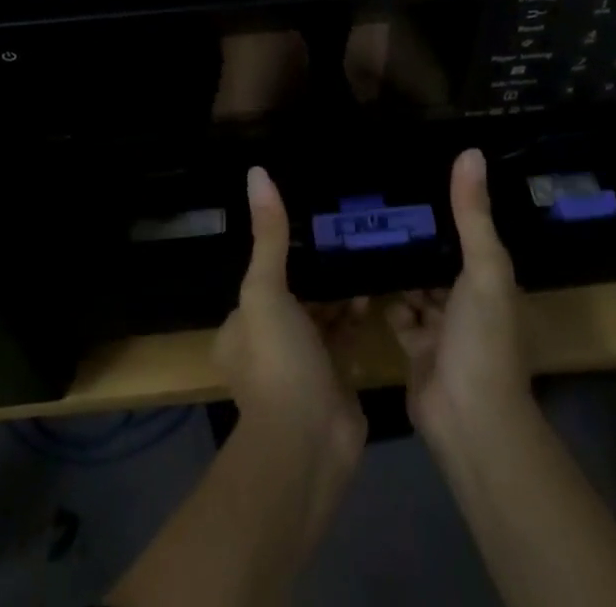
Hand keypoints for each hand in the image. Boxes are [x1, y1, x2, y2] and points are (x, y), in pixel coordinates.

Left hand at [214, 167, 367, 454]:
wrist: (309, 444)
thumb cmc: (278, 362)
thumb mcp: (265, 290)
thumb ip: (268, 235)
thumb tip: (256, 172)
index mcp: (240, 327)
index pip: (261, 278)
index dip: (283, 251)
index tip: (310, 219)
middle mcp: (267, 344)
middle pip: (295, 295)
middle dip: (317, 269)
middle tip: (345, 230)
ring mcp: (303, 365)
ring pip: (322, 315)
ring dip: (339, 291)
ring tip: (364, 250)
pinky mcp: (335, 379)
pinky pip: (346, 336)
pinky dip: (357, 316)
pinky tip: (376, 289)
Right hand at [388, 149, 532, 440]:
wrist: (470, 422)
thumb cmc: (483, 339)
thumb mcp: (483, 268)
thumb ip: (473, 214)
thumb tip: (470, 150)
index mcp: (489, 277)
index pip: (467, 232)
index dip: (446, 206)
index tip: (414, 171)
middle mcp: (467, 299)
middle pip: (438, 258)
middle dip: (415, 234)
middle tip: (376, 195)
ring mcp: (441, 326)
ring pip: (415, 284)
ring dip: (397, 264)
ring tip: (361, 223)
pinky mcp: (415, 348)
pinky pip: (396, 313)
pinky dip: (382, 298)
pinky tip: (356, 269)